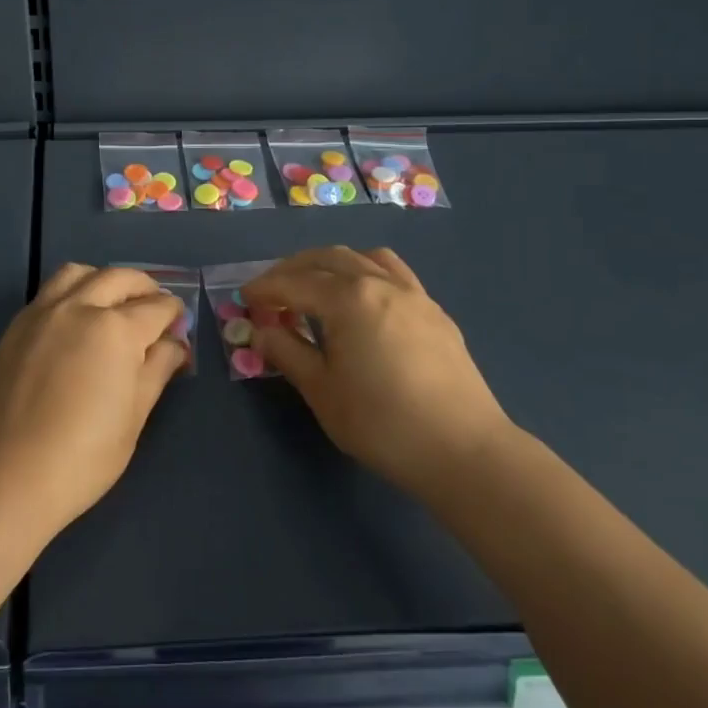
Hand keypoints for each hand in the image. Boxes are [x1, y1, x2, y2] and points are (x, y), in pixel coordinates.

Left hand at [0, 264, 188, 540]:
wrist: (3, 477)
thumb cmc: (82, 457)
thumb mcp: (133, 418)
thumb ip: (156, 371)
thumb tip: (174, 344)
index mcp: (115, 329)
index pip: (156, 307)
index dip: (173, 314)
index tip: (178, 325)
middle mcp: (78, 308)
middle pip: (118, 278)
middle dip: (144, 286)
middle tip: (154, 305)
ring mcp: (40, 315)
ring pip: (77, 274)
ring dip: (102, 280)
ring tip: (111, 302)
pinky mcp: (13, 330)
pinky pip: (47, 294)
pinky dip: (70, 295)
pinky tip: (72, 324)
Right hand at [243, 247, 512, 498]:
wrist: (463, 449)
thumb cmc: (382, 422)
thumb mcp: (321, 391)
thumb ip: (287, 352)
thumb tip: (261, 331)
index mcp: (348, 298)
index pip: (294, 282)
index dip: (265, 288)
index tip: (244, 299)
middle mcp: (380, 283)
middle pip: (327, 258)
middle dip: (293, 269)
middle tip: (272, 291)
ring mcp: (413, 294)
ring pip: (364, 257)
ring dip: (331, 264)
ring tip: (316, 287)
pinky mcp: (434, 311)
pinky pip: (393, 273)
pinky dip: (366, 272)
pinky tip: (363, 302)